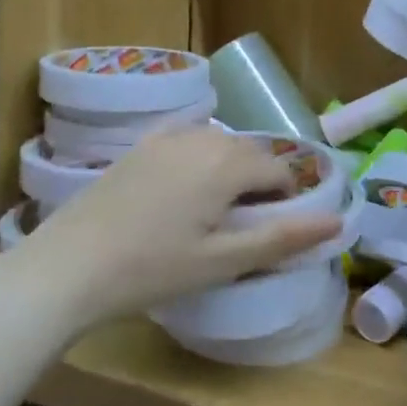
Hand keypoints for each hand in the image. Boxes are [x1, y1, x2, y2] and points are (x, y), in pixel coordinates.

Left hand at [14, 126, 343, 328]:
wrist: (69, 266)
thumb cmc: (152, 269)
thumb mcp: (223, 260)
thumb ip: (282, 237)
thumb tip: (337, 221)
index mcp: (227, 162)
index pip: (279, 168)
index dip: (284, 199)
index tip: (266, 231)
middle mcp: (202, 136)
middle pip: (249, 151)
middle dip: (258, 181)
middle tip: (241, 226)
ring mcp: (166, 136)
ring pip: (218, 143)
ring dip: (229, 168)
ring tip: (212, 212)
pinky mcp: (140, 145)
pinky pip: (187, 140)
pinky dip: (198, 159)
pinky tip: (181, 192)